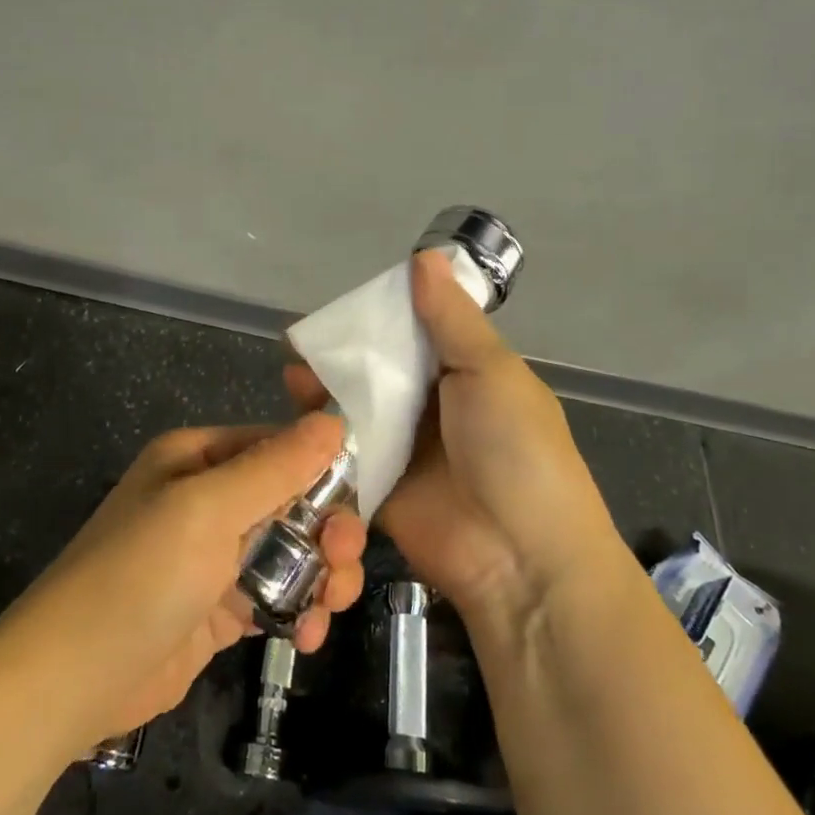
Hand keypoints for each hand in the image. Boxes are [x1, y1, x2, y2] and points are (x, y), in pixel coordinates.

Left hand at [7, 415, 366, 748]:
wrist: (70, 681)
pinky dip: (299, 612)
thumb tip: (333, 421)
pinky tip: (306, 637)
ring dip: (322, 576)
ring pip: (292, 551)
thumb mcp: (207, 509)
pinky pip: (276, 595)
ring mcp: (214, 556)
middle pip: (293, 501)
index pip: (280, 448)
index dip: (323, 474)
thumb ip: (275, 467)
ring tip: (329, 607)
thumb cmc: (139, 576)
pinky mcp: (219, 607)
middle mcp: (208, 499)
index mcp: (199, 458)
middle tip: (342, 565)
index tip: (352, 511)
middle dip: (327, 532)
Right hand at [284, 248, 625, 628]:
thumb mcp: (490, 371)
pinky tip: (294, 420)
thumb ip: (450, 319)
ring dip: (328, 393)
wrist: (521, 558)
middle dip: (346, 356)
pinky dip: (323, 439)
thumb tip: (424, 256)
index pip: (419, 333)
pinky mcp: (379, 489)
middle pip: (382, 372)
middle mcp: (434, 408)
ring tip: (293, 375)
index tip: (344, 303)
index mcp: (467, 375)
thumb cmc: (516, 450)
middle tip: (305, 340)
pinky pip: (347, 456)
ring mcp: (406, 450)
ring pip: (359, 411)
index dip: (384, 315)